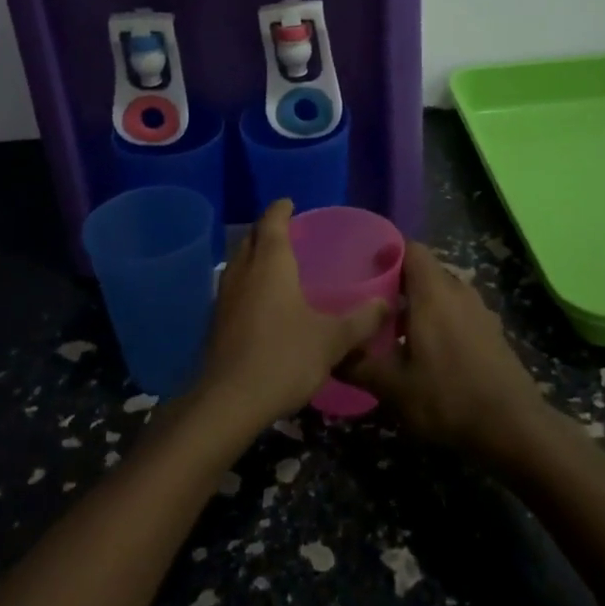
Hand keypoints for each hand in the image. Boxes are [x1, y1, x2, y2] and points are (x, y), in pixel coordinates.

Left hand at [193, 200, 388, 432]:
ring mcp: (224, 297)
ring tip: (277, 265)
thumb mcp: (331, 339)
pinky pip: (234, 289)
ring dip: (255, 258)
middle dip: (267, 232)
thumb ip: (360, 320)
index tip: (290, 203)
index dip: (281, 210)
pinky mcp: (216, 322)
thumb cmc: (283, 357)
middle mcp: (243, 272)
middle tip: (288, 233)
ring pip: (239, 264)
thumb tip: (388, 303)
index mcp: (270, 264)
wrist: (229, 401)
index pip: (272, 222)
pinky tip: (262, 303)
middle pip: (252, 240)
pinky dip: (248, 284)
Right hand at [340, 242, 551, 466]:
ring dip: (419, 305)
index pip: (410, 248)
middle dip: (398, 283)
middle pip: (425, 271)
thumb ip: (358, 365)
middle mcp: (458, 291)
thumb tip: (328, 354)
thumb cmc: (448, 398)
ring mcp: (480, 311)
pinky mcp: (492, 333)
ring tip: (393, 332)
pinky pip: (458, 313)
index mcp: (433, 292)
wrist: (514, 429)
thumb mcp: (393, 387)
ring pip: (442, 293)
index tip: (363, 270)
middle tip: (369, 305)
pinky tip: (426, 353)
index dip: (386, 253)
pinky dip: (440, 321)